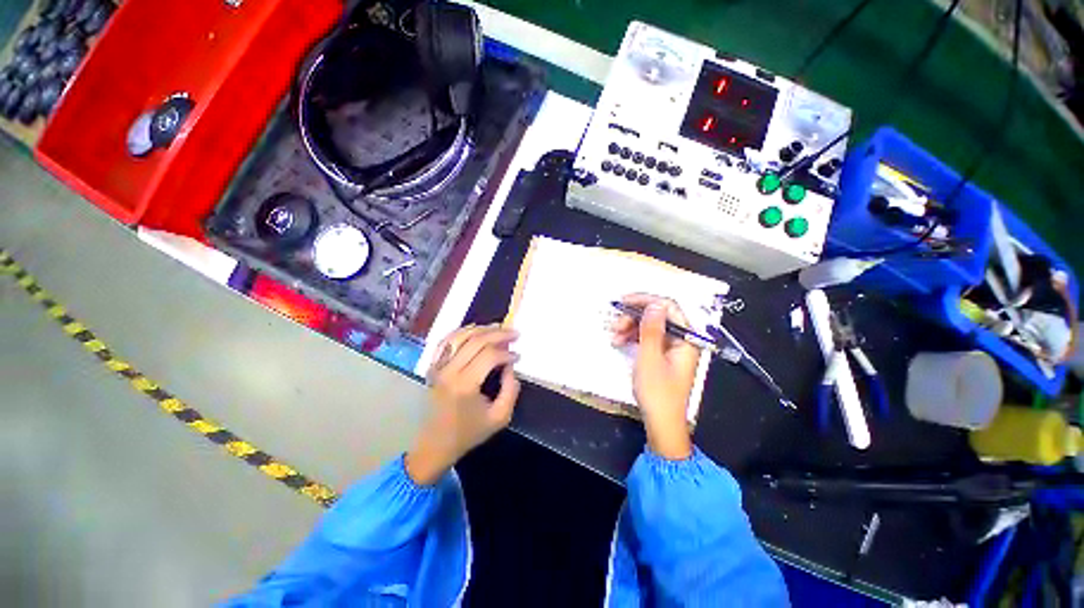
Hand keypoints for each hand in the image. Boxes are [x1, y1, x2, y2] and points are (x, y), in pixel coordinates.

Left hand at [406, 324, 521, 484]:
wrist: (435, 444)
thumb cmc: (469, 432)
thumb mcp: (500, 417)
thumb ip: (511, 390)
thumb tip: (510, 366)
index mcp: (465, 384)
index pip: (489, 355)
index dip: (507, 353)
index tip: (518, 356)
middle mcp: (449, 371)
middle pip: (476, 341)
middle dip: (499, 334)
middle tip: (515, 333)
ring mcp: (438, 366)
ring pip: (461, 336)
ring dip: (482, 329)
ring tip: (499, 327)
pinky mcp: (433, 366)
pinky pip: (446, 341)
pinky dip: (461, 331)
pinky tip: (475, 329)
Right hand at [611, 294, 698, 459]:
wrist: (661, 423)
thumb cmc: (657, 392)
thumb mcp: (650, 358)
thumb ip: (652, 329)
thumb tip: (654, 304)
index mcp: (686, 339)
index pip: (668, 308)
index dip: (646, 301)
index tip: (624, 301)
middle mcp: (681, 340)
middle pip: (658, 317)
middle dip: (634, 317)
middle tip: (615, 325)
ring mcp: (672, 349)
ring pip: (650, 327)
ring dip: (630, 328)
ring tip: (614, 337)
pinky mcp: (663, 356)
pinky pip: (648, 339)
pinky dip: (633, 339)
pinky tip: (620, 343)